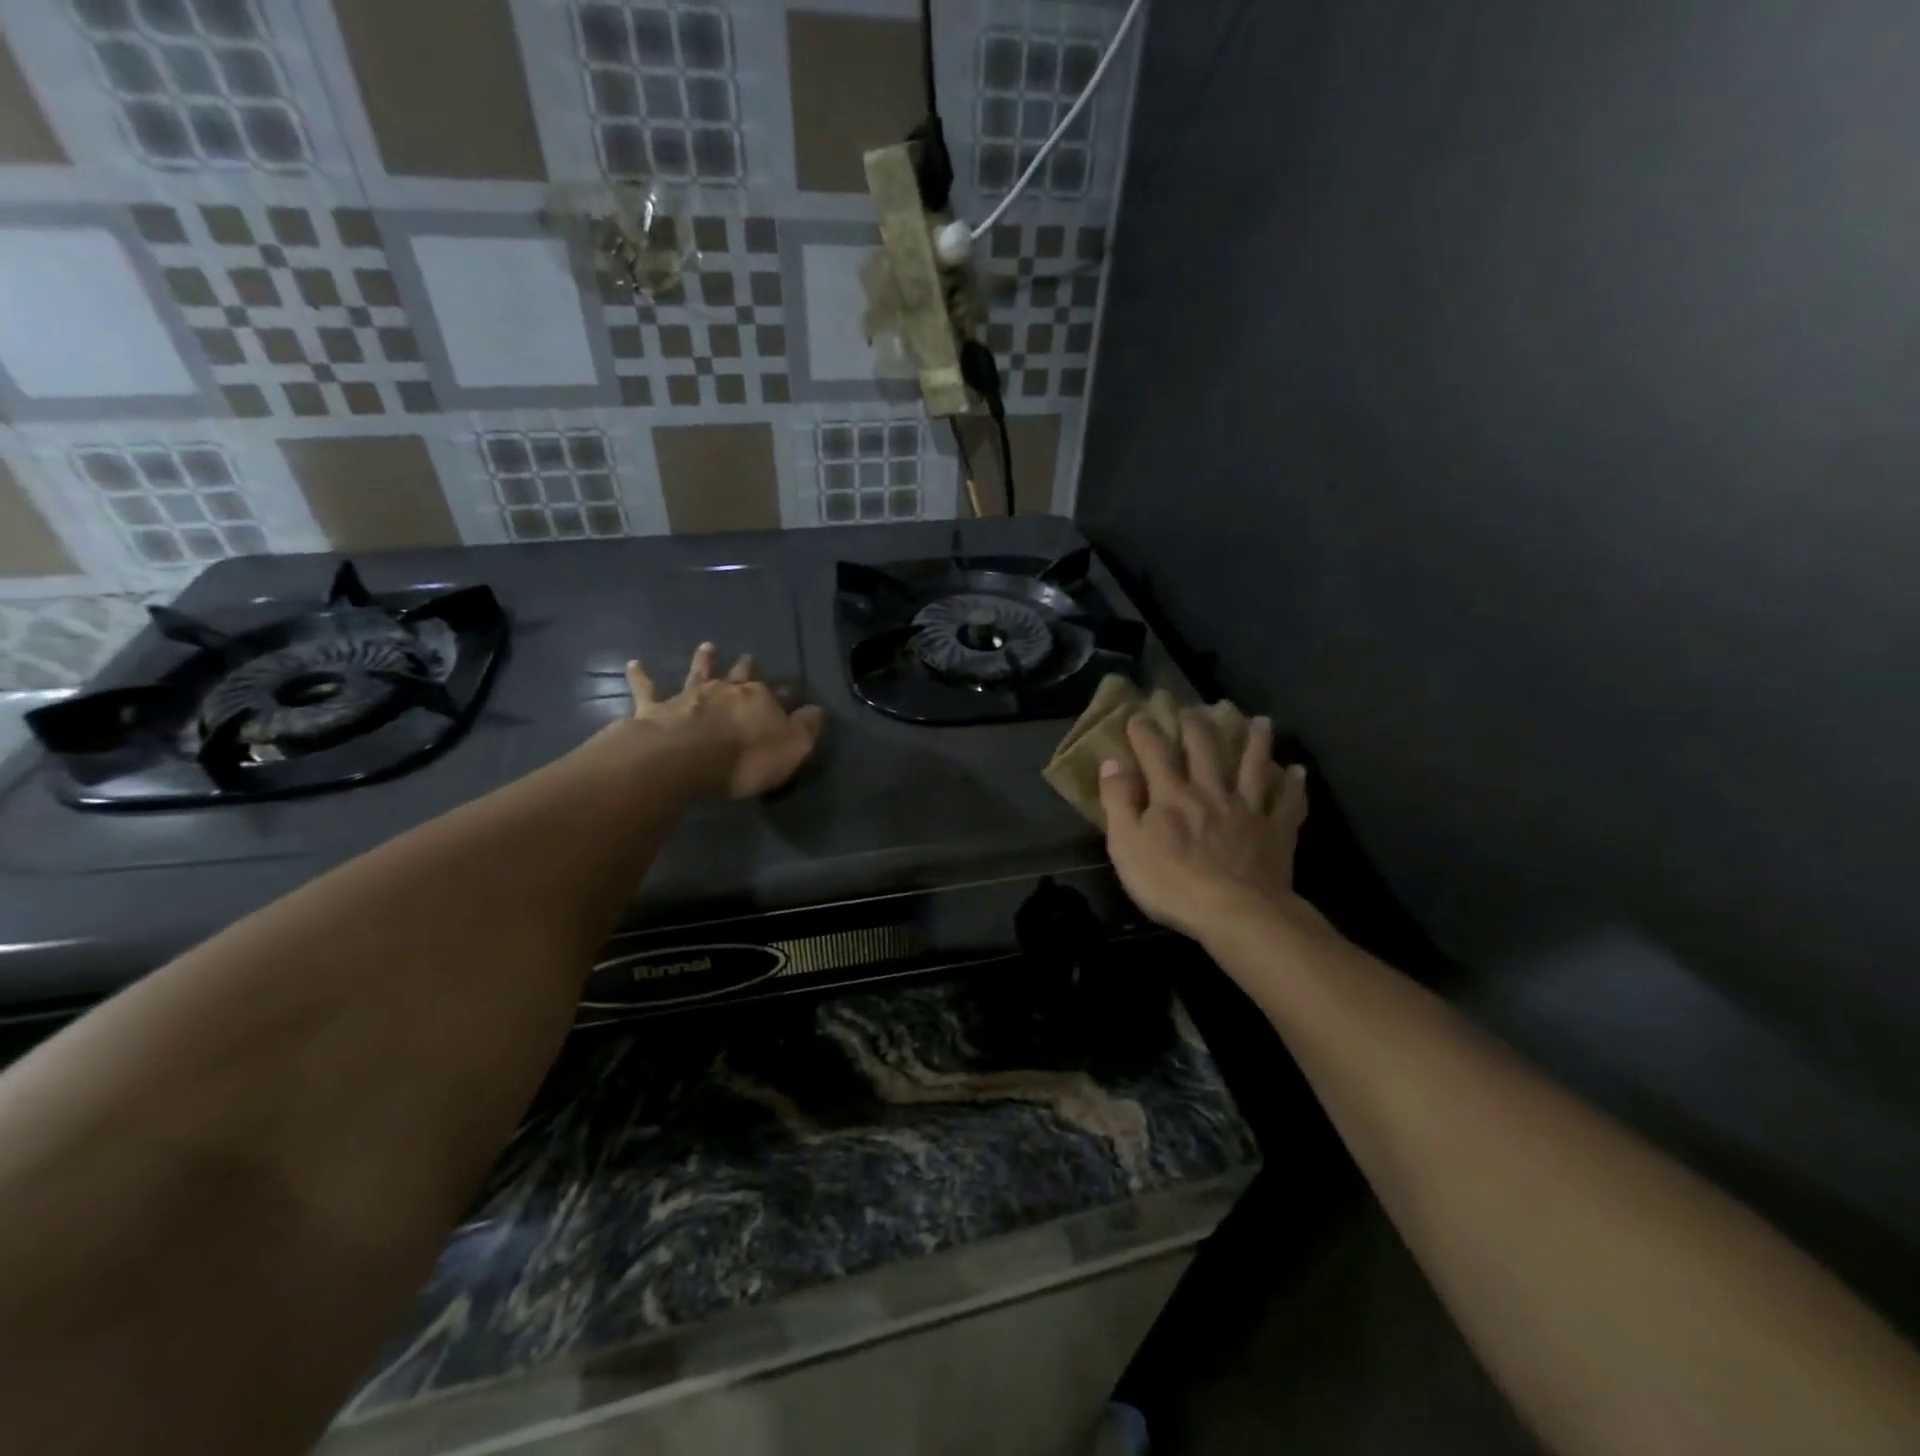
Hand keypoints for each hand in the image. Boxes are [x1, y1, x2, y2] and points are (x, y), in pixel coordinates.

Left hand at [625, 642, 825, 799]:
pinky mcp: (655, 708)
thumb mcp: (791, 748)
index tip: (792, 692)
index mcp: (760, 700)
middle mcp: (726, 690)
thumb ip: (807, 728)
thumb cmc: (743, 758)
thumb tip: (818, 710)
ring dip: (703, 661)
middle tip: (748, 657)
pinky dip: (641, 676)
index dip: (786, 695)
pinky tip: (634, 664)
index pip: (779, 694)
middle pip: (740, 675)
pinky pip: (647, 689)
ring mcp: (689, 696)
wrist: (682, 759)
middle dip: (746, 667)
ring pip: (699, 673)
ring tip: (706, 646)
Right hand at [1097, 708, 1309, 940]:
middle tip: (1193, 709)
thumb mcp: (1126, 845)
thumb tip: (1111, 762)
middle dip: (1196, 725)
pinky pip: (1288, 802)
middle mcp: (1211, 791)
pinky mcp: (1276, 831)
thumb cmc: (1171, 883)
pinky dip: (1293, 784)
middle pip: (1205, 749)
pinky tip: (1298, 771)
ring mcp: (1248, 809)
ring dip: (1256, 742)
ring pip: (1253, 766)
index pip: (1154, 752)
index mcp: (1171, 795)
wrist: (1236, 913)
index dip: (1144, 731)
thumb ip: (1118, 801)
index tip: (1138, 715)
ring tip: (1260, 721)